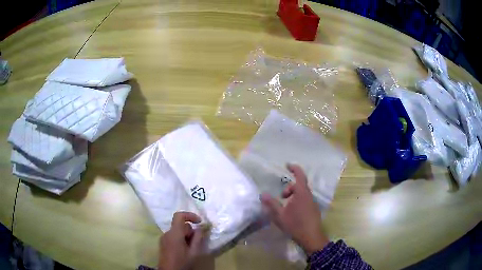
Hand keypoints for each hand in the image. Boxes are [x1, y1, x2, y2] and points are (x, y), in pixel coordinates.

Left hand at [158, 212, 205, 269]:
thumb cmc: (182, 262)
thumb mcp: (194, 252)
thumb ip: (198, 238)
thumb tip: (201, 228)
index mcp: (174, 233)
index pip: (179, 215)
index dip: (190, 215)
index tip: (199, 222)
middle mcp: (167, 233)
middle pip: (180, 225)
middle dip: (190, 231)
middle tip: (196, 242)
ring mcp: (163, 238)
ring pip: (177, 231)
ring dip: (185, 236)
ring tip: (190, 248)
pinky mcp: (163, 243)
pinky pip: (173, 236)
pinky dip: (180, 239)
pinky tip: (184, 250)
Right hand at [260, 164, 328, 254]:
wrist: (311, 237)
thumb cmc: (295, 225)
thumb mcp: (280, 215)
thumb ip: (271, 204)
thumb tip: (262, 194)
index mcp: (302, 193)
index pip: (300, 175)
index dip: (294, 168)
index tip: (287, 165)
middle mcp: (309, 196)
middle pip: (300, 185)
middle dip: (289, 188)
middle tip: (281, 197)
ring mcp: (313, 203)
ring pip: (302, 194)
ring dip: (293, 196)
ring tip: (285, 207)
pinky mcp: (314, 210)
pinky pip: (305, 200)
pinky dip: (298, 201)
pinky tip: (292, 212)